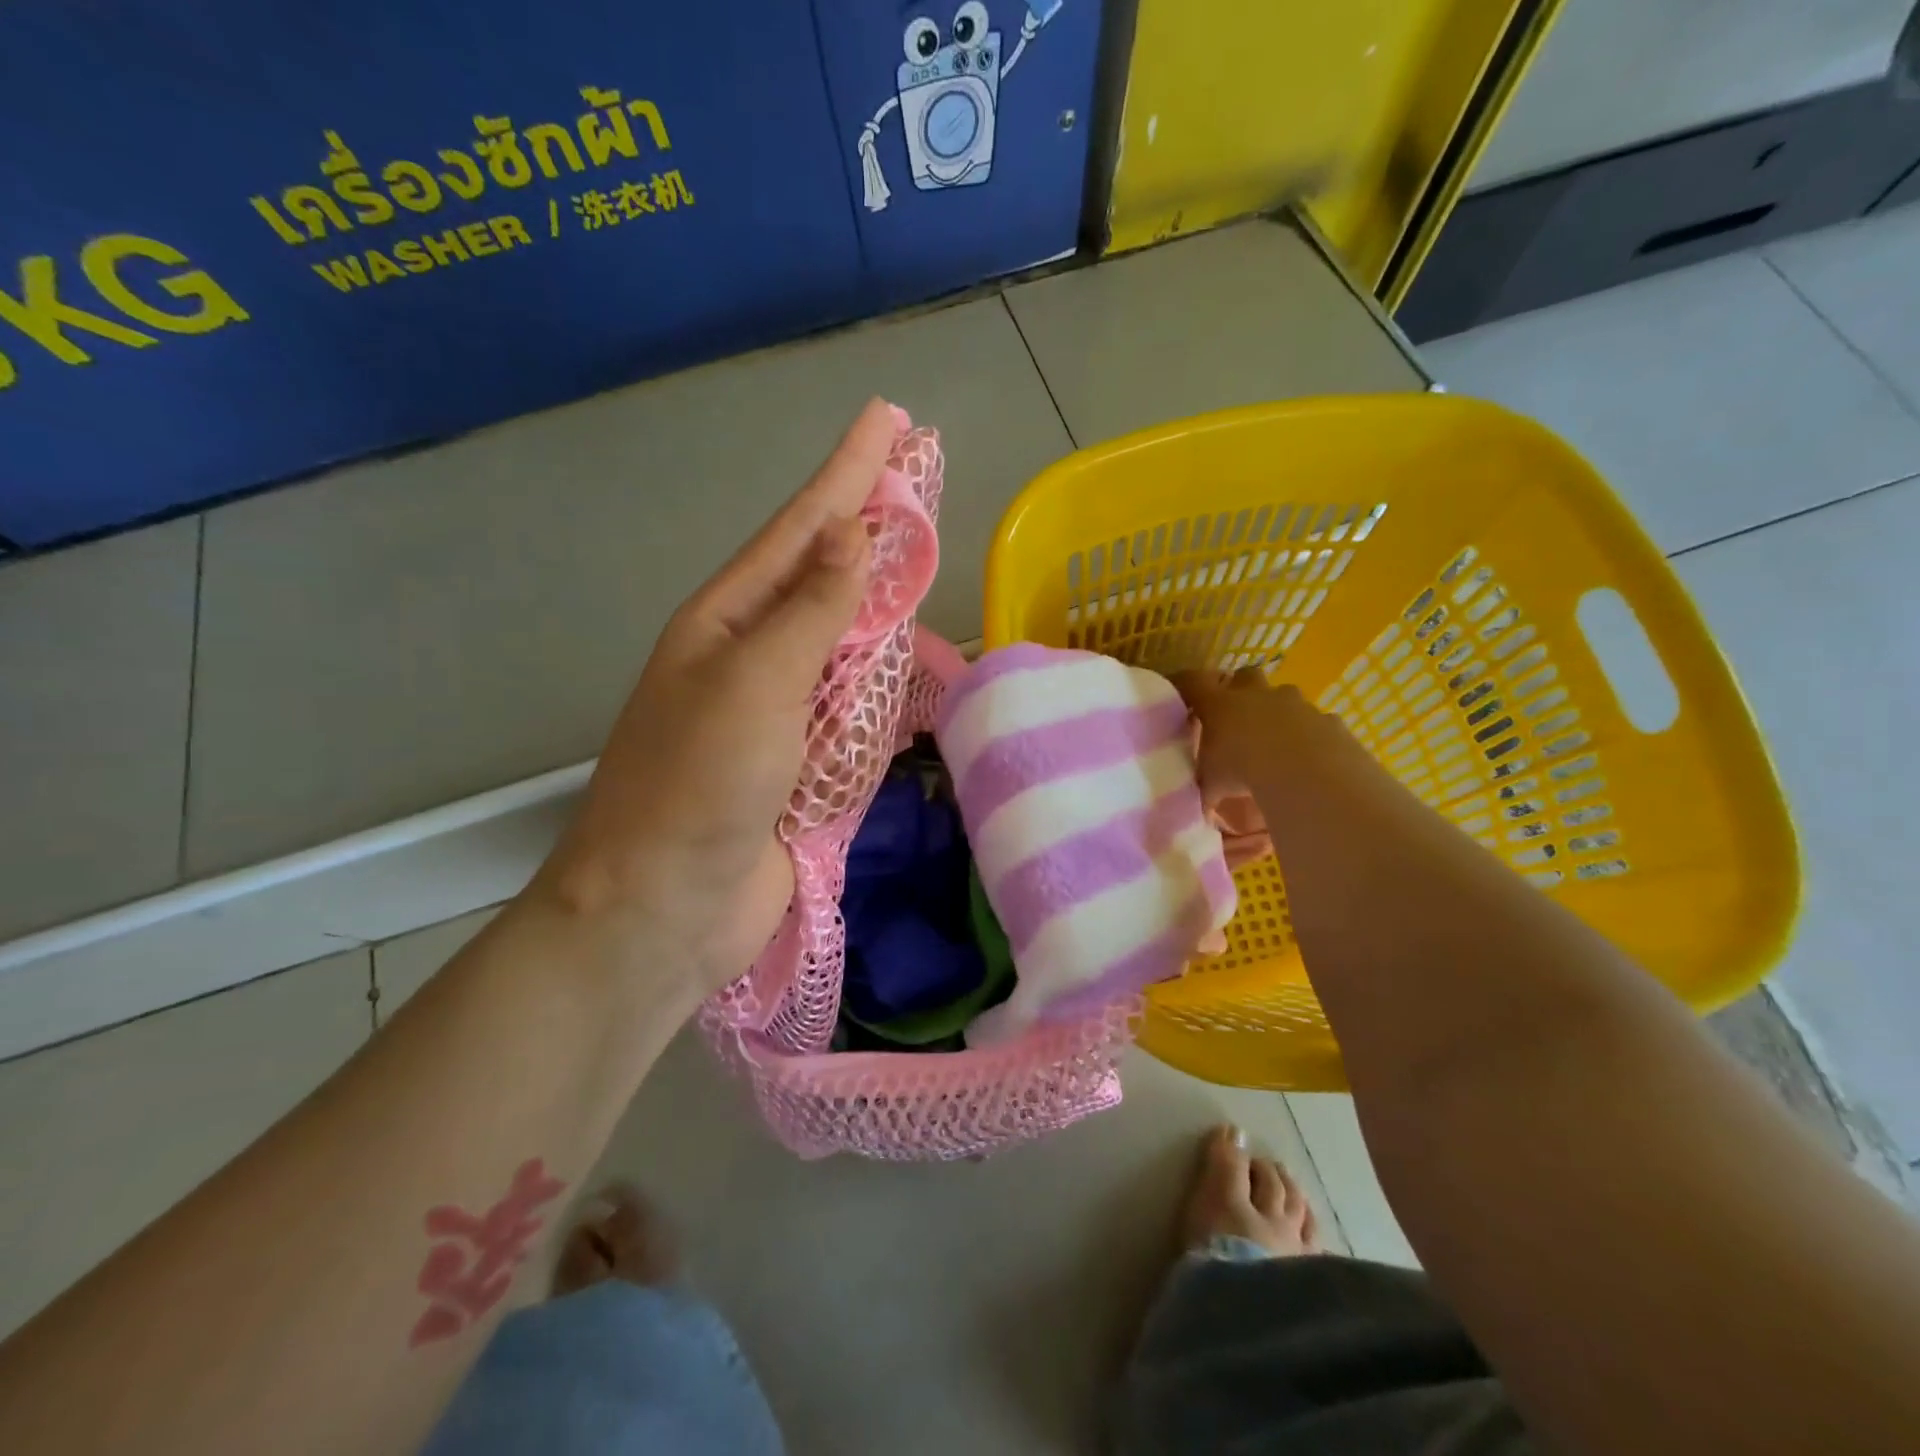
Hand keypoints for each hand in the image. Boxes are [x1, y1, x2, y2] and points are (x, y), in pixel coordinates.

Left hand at [532, 399, 892, 999]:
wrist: (664, 908)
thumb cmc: (698, 787)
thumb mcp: (754, 685)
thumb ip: (811, 611)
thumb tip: (853, 533)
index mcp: (729, 620)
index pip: (803, 528)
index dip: (848, 471)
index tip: (888, 420)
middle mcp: (754, 654)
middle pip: (825, 574)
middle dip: (868, 522)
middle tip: (914, 471)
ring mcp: (781, 709)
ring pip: (845, 637)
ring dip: (881, 596)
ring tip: (920, 553)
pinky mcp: (805, 761)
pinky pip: (855, 704)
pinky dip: (885, 677)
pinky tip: (909, 657)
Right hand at [1174, 667, 1329, 800]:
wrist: (1305, 775)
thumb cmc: (1243, 772)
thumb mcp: (1212, 784)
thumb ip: (1206, 788)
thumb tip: (1202, 810)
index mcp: (1221, 704)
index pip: (1193, 682)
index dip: (1185, 684)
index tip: (1181, 692)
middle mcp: (1258, 695)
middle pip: (1246, 675)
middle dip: (1242, 689)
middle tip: (1237, 715)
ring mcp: (1296, 704)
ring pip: (1285, 697)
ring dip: (1279, 714)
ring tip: (1276, 744)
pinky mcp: (1327, 720)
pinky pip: (1317, 723)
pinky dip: (1311, 736)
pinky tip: (1309, 759)